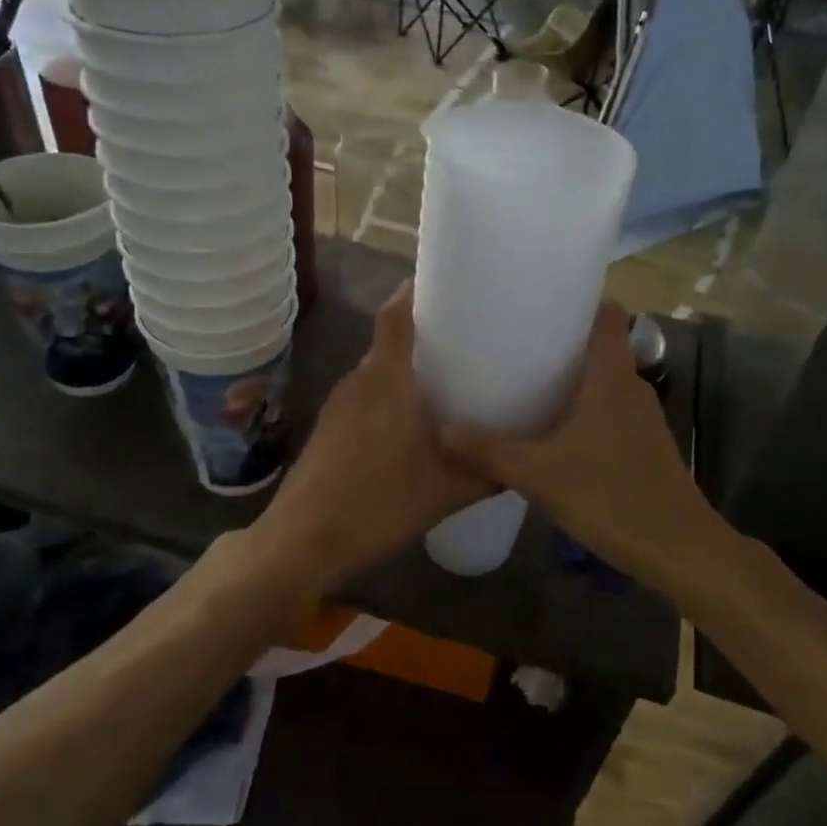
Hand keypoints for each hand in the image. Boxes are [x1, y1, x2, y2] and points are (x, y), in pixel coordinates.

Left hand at [250, 283, 490, 592]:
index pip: (396, 313)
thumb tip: (522, 463)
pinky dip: (390, 396)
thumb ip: (488, 472)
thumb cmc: (378, 504)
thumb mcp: (447, 492)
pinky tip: (413, 425)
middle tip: (468, 342)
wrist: (303, 540)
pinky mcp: (329, 428)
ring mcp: (338, 404)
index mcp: (387, 379)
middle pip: (391, 341)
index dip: (416, 291)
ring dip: (407, 370)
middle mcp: (359, 380)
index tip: (448, 285)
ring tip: (448, 382)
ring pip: (378, 372)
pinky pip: (366, 396)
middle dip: (425, 335)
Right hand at [437, 303, 719, 586]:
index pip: (608, 315)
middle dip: (561, 342)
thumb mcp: (541, 474)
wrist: (677, 549)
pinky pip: (608, 412)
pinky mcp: (643, 446)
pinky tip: (551, 432)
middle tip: (514, 343)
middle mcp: (631, 388)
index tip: (541, 300)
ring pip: (603, 383)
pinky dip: (582, 411)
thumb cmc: (612, 496)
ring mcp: (642, 419)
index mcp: (612, 377)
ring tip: (524, 382)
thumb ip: (490, 451)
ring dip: (571, 380)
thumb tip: (440, 432)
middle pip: (600, 347)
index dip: (581, 300)